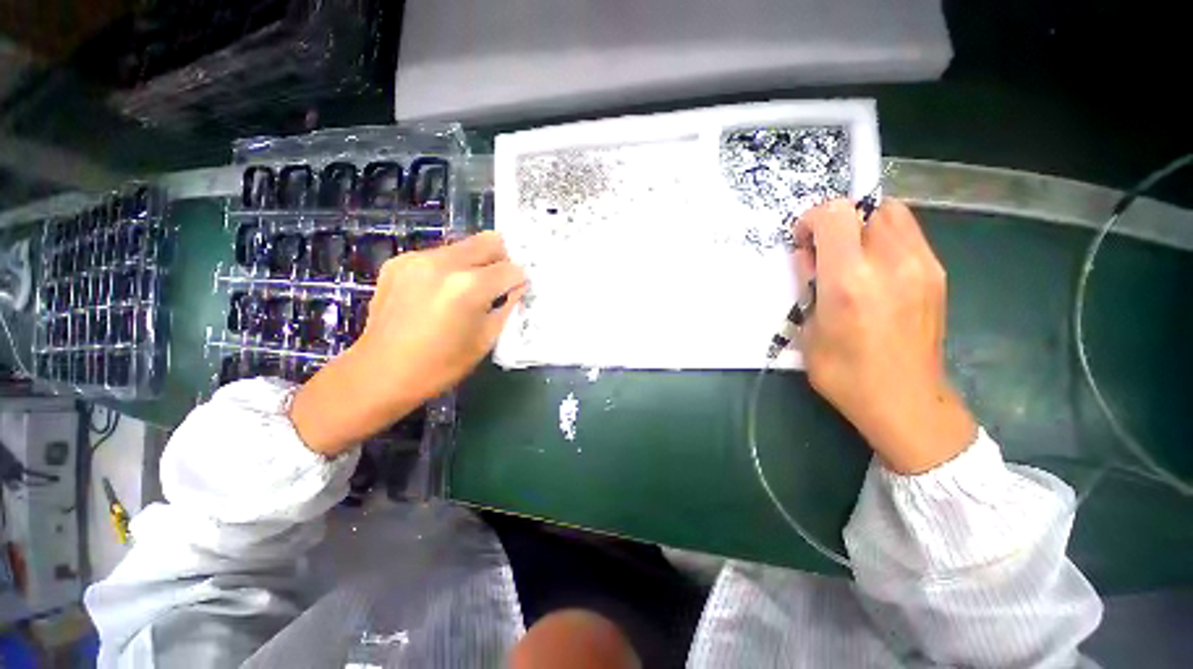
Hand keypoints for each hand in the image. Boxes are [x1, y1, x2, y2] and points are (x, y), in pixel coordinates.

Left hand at [290, 232, 526, 455]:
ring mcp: (418, 258)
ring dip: (476, 262)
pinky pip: (439, 255)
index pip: (511, 269)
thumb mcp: (486, 340)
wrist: (379, 373)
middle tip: (500, 281)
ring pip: (464, 246)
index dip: (518, 280)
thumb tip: (516, 288)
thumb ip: (507, 307)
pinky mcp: (399, 261)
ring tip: (469, 288)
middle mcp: (444, 263)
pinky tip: (441, 291)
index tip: (515, 292)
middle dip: (502, 258)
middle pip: (489, 242)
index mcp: (469, 286)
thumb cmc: (440, 365)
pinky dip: (450, 267)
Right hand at [794, 199, 975, 473]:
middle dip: (840, 220)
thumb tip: (811, 259)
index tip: (803, 241)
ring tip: (853, 257)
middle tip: (827, 250)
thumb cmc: (844, 373)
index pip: (835, 215)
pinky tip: (876, 270)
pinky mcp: (938, 275)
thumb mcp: (808, 331)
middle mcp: (891, 264)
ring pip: (894, 214)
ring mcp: (922, 267)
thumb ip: (809, 287)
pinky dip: (886, 239)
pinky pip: (910, 235)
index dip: (813, 219)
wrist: (906, 401)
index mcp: (850, 282)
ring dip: (866, 226)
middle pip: (868, 207)